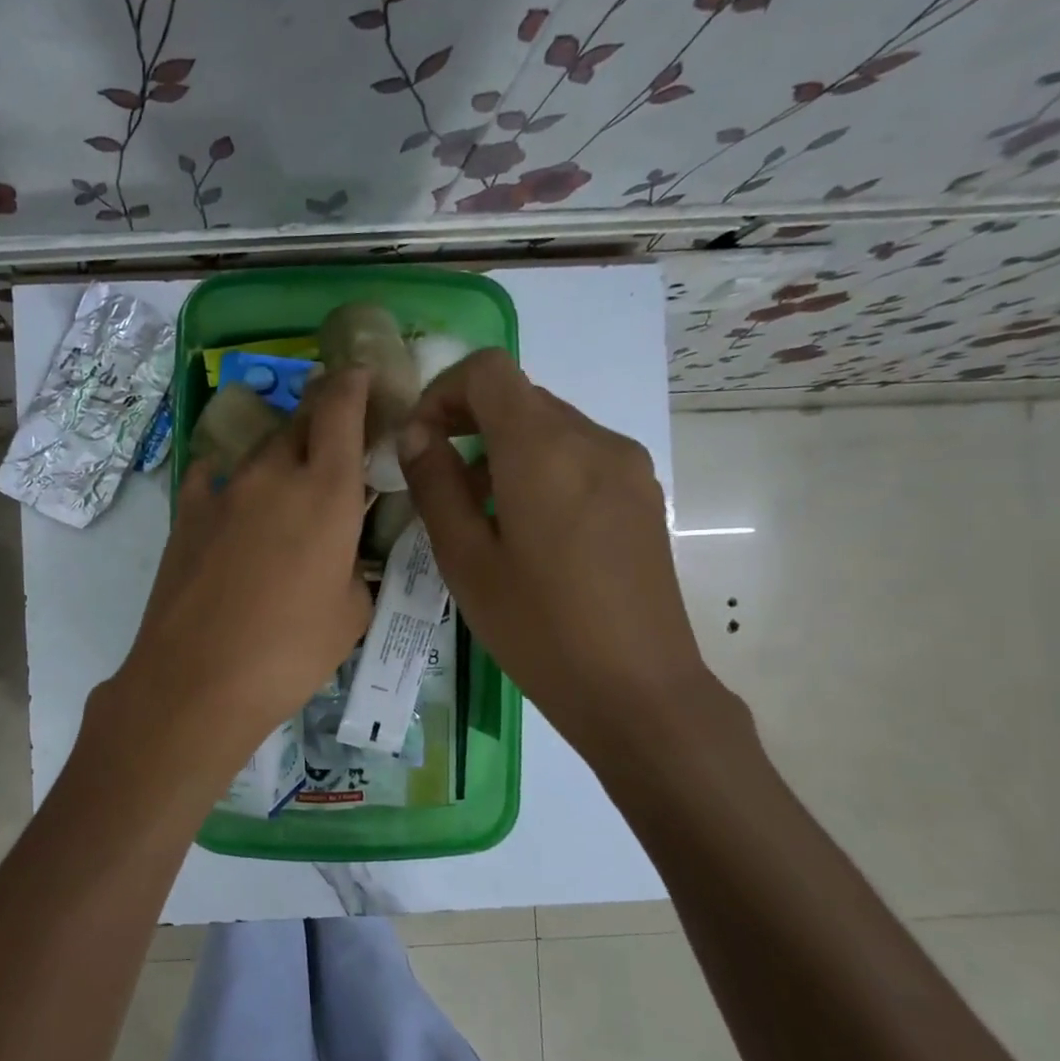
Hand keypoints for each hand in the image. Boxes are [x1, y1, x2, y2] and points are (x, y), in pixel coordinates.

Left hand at [112, 369, 373, 763]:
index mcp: (326, 492)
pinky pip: (210, 478)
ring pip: (258, 451)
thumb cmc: (289, 652)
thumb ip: (354, 569)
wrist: (197, 679)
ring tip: (286, 478)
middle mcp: (273, 476)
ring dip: (278, 454)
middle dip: (319, 416)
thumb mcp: (350, 615)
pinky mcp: (185, 515)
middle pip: (298, 421)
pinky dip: (227, 479)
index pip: (341, 408)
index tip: (361, 374)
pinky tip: (229, 499)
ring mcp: (223, 492)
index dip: (353, 382)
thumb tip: (341, 558)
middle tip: (333, 434)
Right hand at [397, 349, 718, 754]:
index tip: (420, 444)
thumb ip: (436, 486)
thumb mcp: (466, 560)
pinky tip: (529, 531)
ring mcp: (627, 466)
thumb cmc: (538, 629)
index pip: (488, 371)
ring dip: (503, 450)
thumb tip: (416, 436)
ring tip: (481, 516)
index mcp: (543, 449)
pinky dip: (540, 468)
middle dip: (468, 423)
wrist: (638, 689)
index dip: (442, 392)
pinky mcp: (642, 495)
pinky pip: (579, 456)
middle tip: (439, 483)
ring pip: (549, 427)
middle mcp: (593, 439)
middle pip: (519, 397)